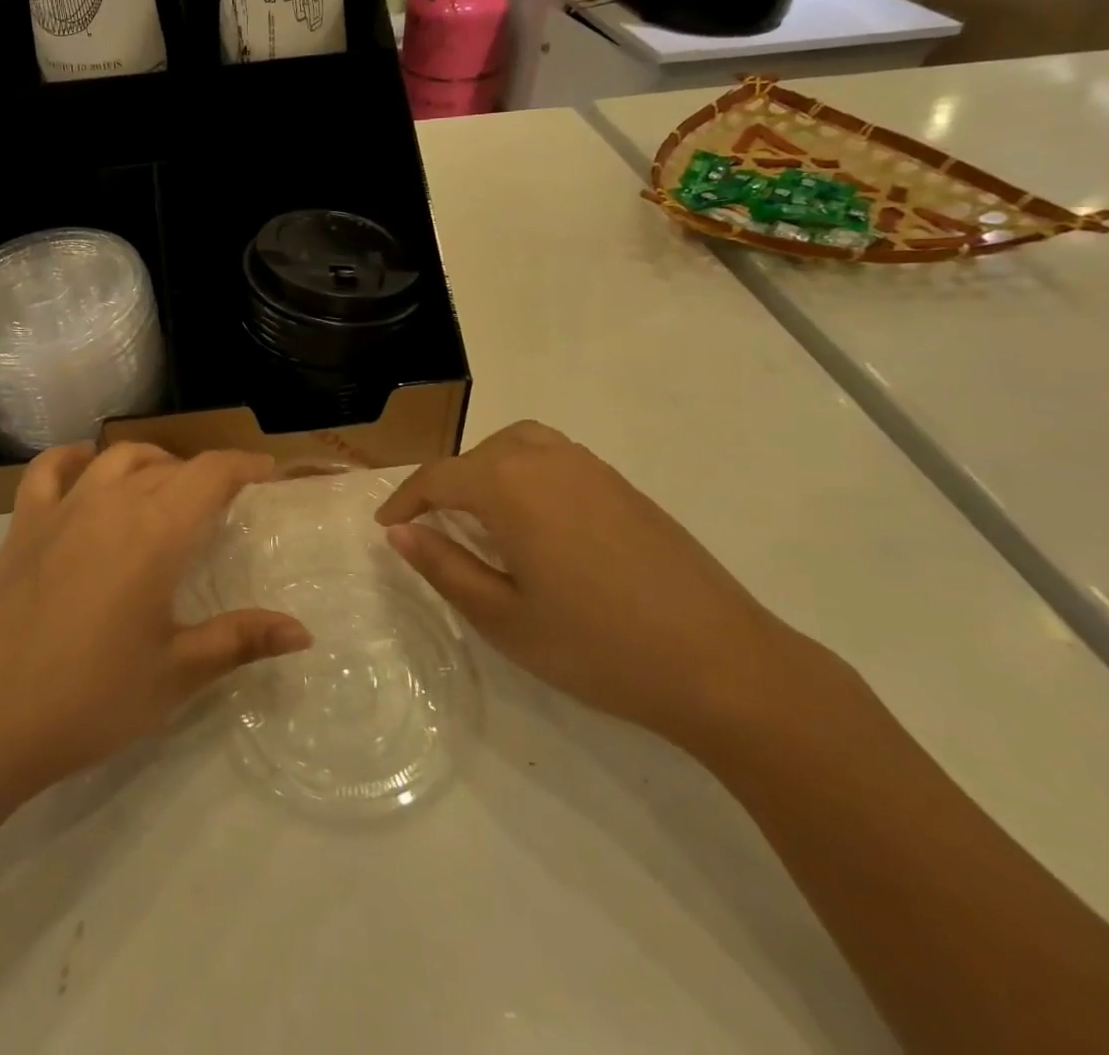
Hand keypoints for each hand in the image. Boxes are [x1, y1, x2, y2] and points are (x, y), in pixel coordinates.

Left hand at [0, 443, 311, 805]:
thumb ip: (240, 640)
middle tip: (223, 506)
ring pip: (117, 458)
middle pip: (169, 465)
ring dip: (151, 462)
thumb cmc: (88, 698)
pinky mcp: (22, 524)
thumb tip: (303, 631)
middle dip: (204, 474)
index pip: (213, 473)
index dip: (246, 466)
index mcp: (156, 531)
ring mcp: (61, 508)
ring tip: (167, 487)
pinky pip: (50, 470)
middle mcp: (112, 502)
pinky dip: (75, 458)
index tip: (270, 474)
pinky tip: (87, 469)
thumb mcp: (175, 674)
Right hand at [376, 420, 804, 744]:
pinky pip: (555, 457)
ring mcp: (591, 468)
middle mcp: (547, 460)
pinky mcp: (623, 485)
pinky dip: (525, 471)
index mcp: (511, 487)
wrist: (722, 664)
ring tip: (480, 514)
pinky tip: (536, 520)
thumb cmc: (598, 646)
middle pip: (478, 455)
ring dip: (487, 469)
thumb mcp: (504, 617)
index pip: (439, 478)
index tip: (385, 526)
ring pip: (519, 444)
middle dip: (446, 484)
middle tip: (432, 527)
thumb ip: (444, 567)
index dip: (405, 500)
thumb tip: (400, 533)